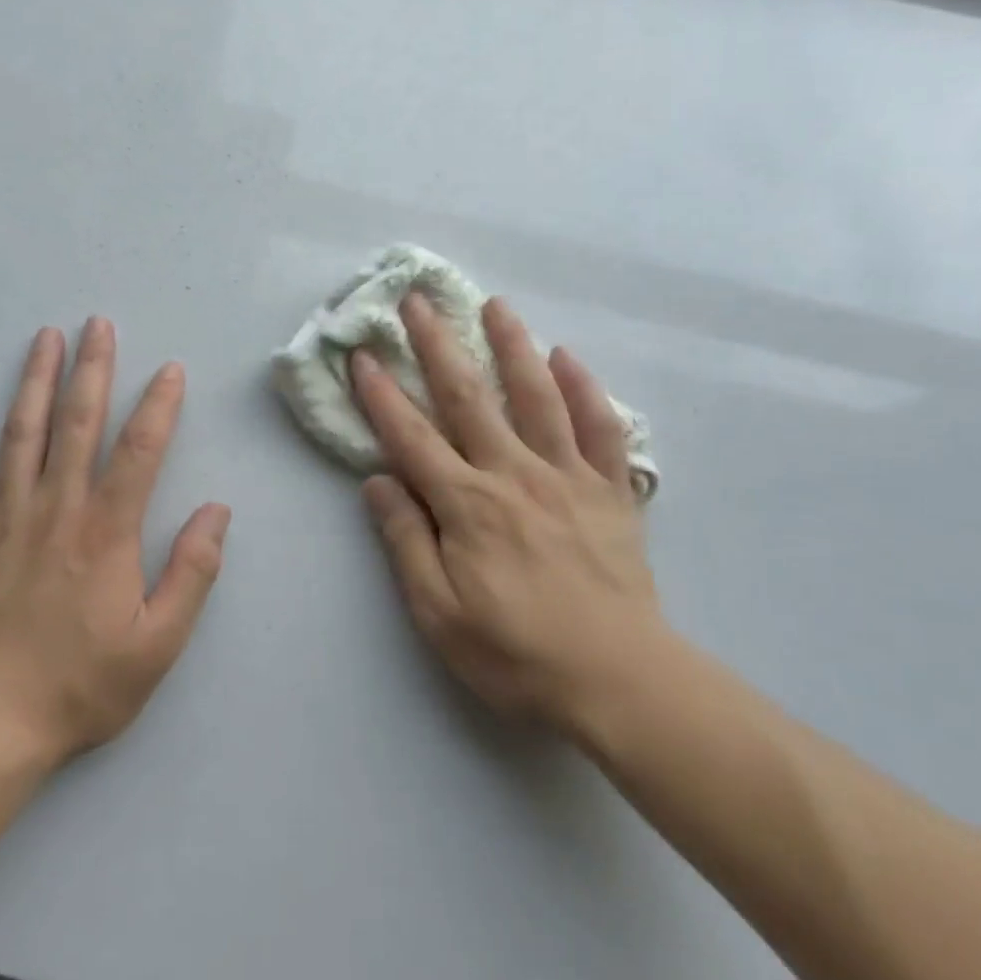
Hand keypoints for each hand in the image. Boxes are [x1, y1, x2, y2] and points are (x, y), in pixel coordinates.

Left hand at [0, 319, 230, 770]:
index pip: (139, 450)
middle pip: (77, 424)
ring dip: (36, 380)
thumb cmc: (81, 685)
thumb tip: (216, 511)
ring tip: (45, 337)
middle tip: (98, 324)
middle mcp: (56, 509)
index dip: (159, 405)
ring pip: (21, 434)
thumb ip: (193, 572)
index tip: (170, 370)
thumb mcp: (160, 643)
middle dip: (92, 369)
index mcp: (107, 532)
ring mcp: (2, 519)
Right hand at [353, 294, 668, 739]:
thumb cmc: (516, 653)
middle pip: (468, 397)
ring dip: (512, 345)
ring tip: (495, 304)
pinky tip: (568, 356)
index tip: (362, 354)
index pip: (411, 437)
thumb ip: (406, 541)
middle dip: (437, 344)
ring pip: (536, 396)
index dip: (381, 394)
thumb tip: (377, 481)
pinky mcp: (611, 489)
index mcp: (466, 505)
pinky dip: (584, 388)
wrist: (618, 680)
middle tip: (418, 299)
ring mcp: (567, 476)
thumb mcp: (438, 614)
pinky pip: (600, 427)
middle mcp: (513, 474)